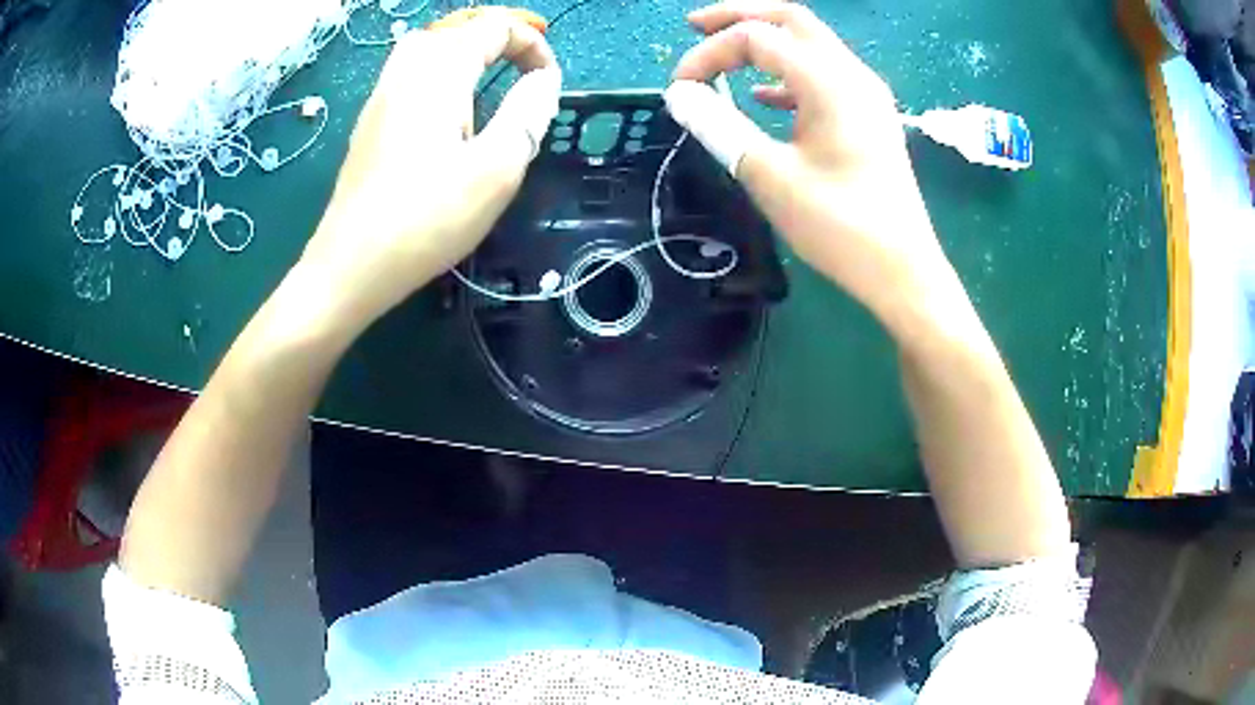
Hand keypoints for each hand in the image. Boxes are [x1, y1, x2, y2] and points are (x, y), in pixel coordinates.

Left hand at [301, 11, 560, 329]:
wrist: (350, 266)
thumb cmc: (426, 219)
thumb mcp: (496, 169)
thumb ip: (528, 114)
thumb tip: (544, 79)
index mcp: (439, 75)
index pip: (491, 27)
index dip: (529, 41)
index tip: (548, 79)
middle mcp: (406, 73)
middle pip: (454, 27)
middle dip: (496, 34)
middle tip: (524, 59)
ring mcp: (381, 98)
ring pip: (425, 45)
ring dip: (463, 46)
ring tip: (489, 70)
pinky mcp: (370, 124)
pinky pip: (407, 73)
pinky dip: (438, 69)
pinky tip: (447, 104)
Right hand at [667, 2, 963, 331]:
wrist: (902, 271)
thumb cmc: (840, 227)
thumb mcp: (770, 176)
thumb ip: (720, 127)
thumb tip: (680, 95)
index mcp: (830, 82)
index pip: (757, 39)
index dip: (710, 53)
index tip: (679, 88)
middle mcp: (852, 75)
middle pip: (791, 20)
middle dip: (739, 16)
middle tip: (696, 26)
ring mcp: (866, 95)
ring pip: (810, 44)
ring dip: (765, 41)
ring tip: (724, 53)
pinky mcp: (869, 117)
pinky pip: (823, 76)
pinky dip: (786, 74)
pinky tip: (763, 96)